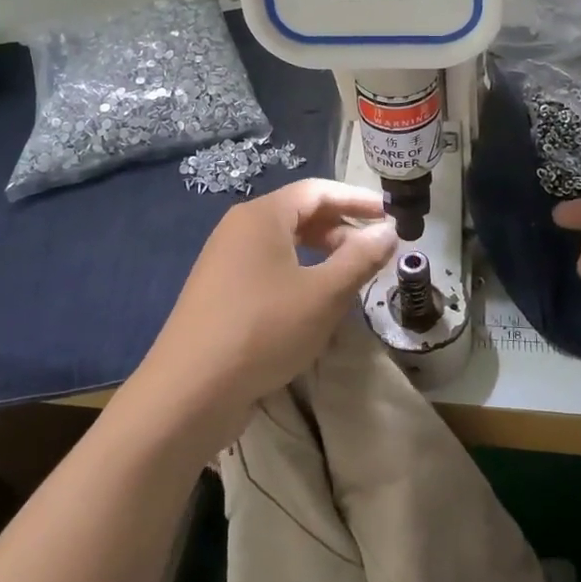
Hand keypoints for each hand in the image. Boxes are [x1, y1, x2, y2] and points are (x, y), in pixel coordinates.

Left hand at [134, 179, 397, 443]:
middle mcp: (239, 228)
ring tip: (351, 276)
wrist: (190, 391)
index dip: (357, 198)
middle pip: (299, 214)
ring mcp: (225, 261)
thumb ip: (360, 258)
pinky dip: (298, 274)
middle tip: (375, 251)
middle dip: (341, 228)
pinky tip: (315, 304)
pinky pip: (267, 269)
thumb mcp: (323, 295)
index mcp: (262, 216)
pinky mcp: (220, 292)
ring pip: (283, 244)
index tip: (390, 213)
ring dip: (322, 254)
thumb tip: (388, 231)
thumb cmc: (263, 329)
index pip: (317, 190)